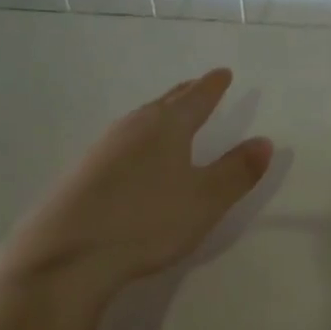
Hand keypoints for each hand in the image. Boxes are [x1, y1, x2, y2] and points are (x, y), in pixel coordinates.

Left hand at [0, 69, 273, 299]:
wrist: (67, 255)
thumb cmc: (147, 222)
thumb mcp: (205, 200)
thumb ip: (236, 171)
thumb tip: (263, 141)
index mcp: (166, 127)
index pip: (196, 99)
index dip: (213, 87)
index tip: (223, 73)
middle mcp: (132, 128)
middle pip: (164, 104)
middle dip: (185, 95)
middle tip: (199, 85)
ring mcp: (102, 149)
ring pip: (139, 122)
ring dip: (159, 115)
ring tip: (170, 117)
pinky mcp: (83, 174)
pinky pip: (121, 143)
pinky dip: (139, 139)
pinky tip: (135, 156)